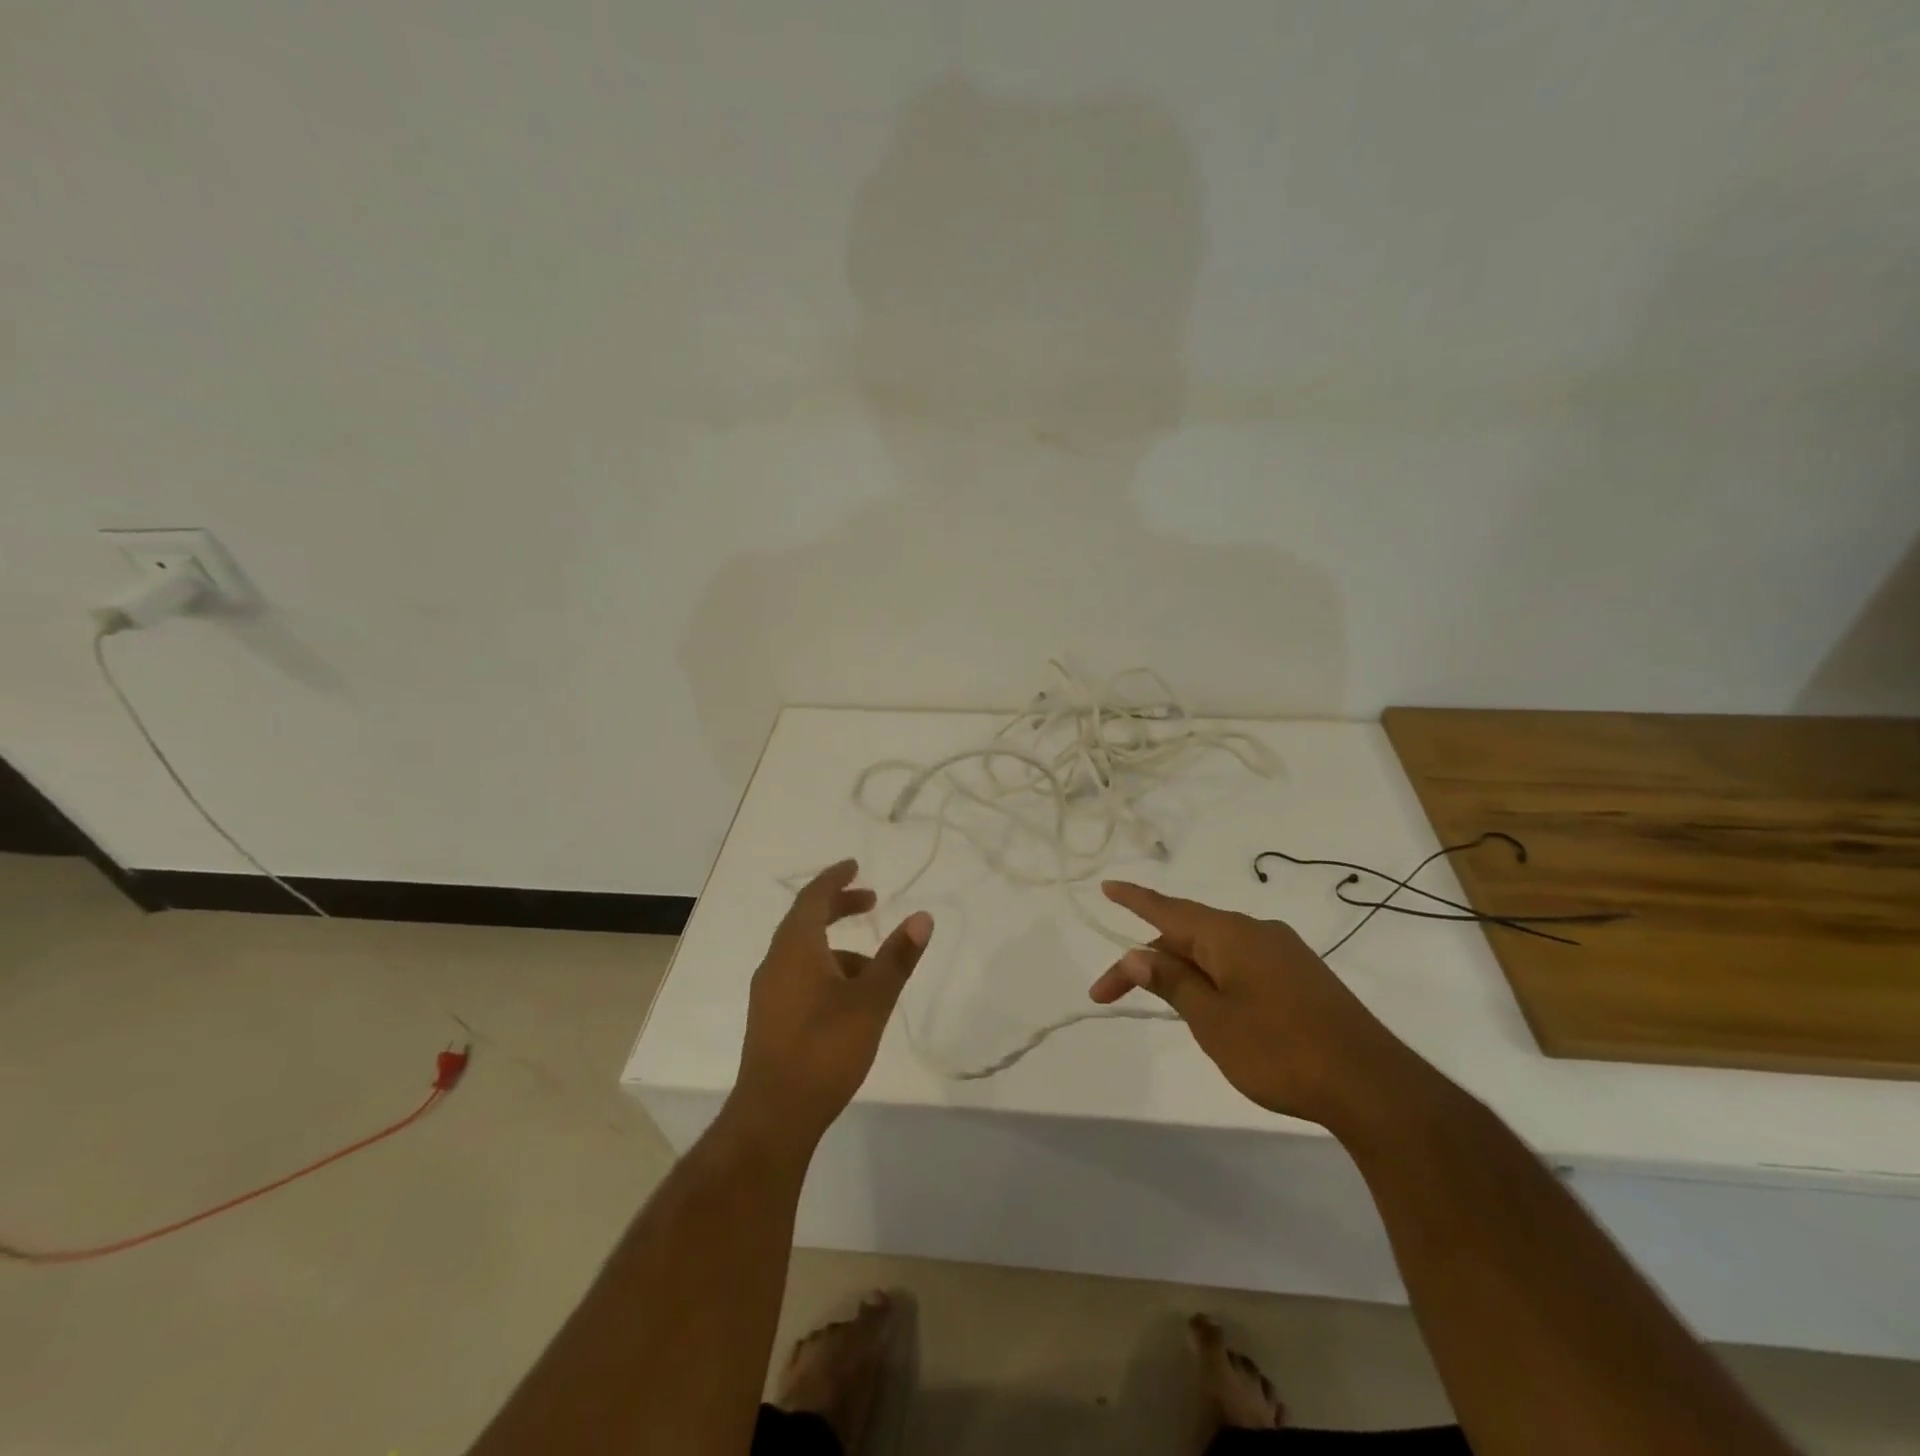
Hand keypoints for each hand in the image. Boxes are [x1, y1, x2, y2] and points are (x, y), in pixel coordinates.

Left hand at [732, 860, 932, 1146]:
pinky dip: (826, 970)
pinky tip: (850, 1001)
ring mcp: (768, 992)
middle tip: (871, 901)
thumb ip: (896, 958)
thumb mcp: (871, 1001)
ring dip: (837, 946)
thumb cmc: (825, 1049)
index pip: (813, 897)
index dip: (835, 878)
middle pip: (805, 920)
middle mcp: (776, 962)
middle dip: (838, 907)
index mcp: (796, 948)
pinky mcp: (770, 1018)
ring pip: (803, 952)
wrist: (774, 1116)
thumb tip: (922, 917)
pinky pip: (799, 975)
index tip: (855, 865)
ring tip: (874, 968)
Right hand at [1090, 881, 1424, 1128]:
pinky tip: (1213, 1007)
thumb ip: (1172, 983)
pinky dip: (1213, 976)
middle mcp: (1255, 931)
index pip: (1168, 909)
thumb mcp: (1212, 1020)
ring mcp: (1282, 952)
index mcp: (1229, 934)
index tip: (1105, 886)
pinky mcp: (1301, 975)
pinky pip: (1241, 963)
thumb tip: (1138, 953)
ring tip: (1165, 1005)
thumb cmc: (1279, 1050)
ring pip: (1215, 950)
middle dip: (1148, 960)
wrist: (1371, 1085)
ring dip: (1182, 970)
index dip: (1133, 899)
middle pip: (1187, 934)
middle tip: (1112, 994)